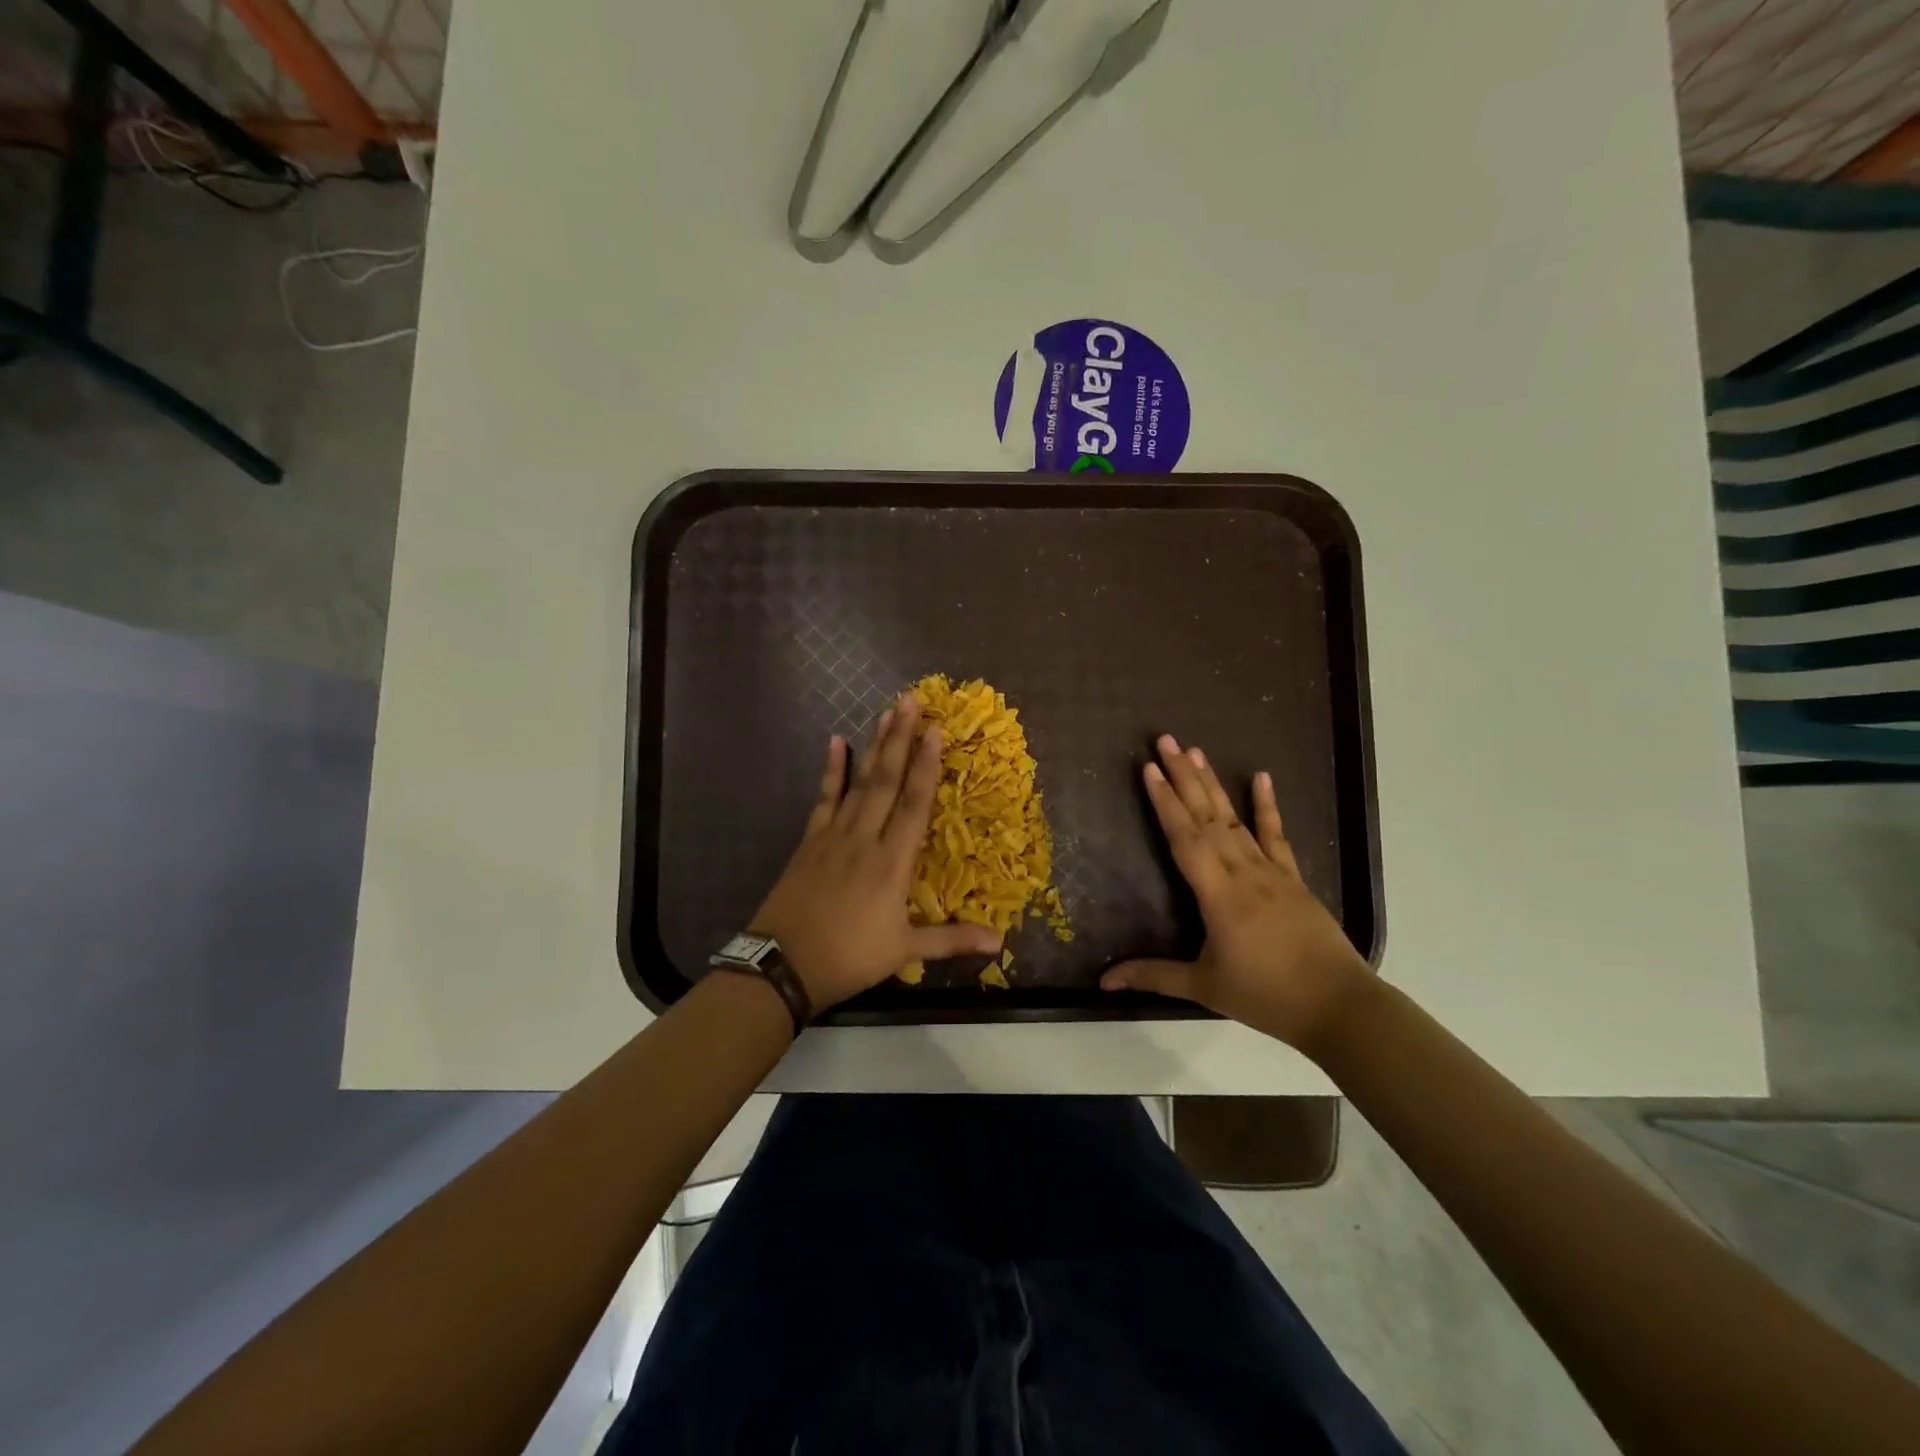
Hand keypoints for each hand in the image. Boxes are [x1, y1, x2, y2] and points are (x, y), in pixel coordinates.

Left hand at [751, 694, 1003, 1011]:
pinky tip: (835, 742)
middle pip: (886, 781)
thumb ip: (952, 939)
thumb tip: (1001, 942)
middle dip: (900, 739)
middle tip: (910, 701)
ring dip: (874, 746)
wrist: (782, 965)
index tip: (936, 730)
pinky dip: (831, 770)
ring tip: (885, 712)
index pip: (914, 804)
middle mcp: (864, 838)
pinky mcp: (810, 841)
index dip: (927, 766)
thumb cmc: (849, 957)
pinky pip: (824, 798)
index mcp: (891, 862)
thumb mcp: (904, 951)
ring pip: (859, 782)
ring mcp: (833, 836)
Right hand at [1101, 735, 1370, 1051]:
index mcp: (1218, 895)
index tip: (1149, 769)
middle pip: (1207, 817)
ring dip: (1213, 784)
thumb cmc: (1266, 996)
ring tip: (1196, 751)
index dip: (1165, 802)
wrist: (1339, 1006)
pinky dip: (1267, 806)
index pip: (1185, 838)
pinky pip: (1276, 835)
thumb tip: (1104, 980)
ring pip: (1235, 819)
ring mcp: (1272, 872)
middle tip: (1165, 740)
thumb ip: (1153, 976)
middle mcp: (1243, 872)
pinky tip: (1262, 777)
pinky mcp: (1293, 879)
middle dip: (1183, 777)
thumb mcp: (1204, 987)